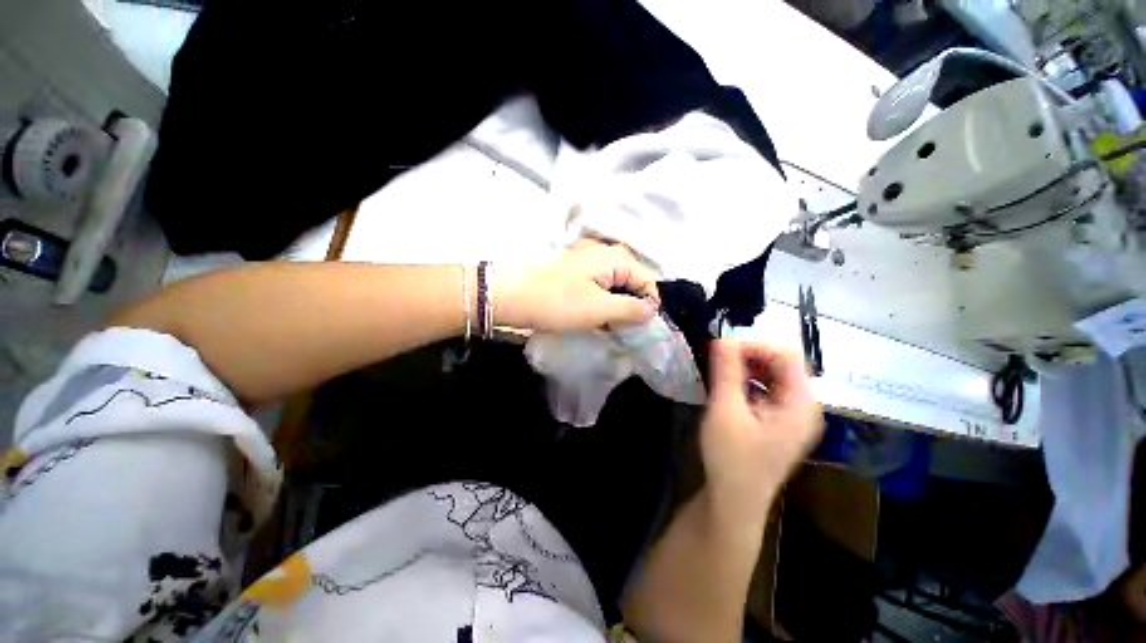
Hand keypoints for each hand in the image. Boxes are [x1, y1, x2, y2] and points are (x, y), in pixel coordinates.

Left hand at [496, 241, 659, 332]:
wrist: (512, 297)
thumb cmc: (558, 303)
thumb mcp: (600, 309)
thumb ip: (632, 309)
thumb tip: (652, 311)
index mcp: (615, 258)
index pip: (648, 281)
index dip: (648, 305)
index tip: (638, 328)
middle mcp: (605, 254)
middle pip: (633, 282)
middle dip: (632, 306)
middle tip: (622, 328)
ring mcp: (589, 263)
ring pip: (616, 286)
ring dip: (617, 307)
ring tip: (608, 325)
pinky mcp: (576, 274)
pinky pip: (600, 288)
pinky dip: (603, 303)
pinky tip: (595, 317)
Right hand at [699, 340, 823, 530]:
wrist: (733, 502)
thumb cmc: (731, 458)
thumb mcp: (725, 411)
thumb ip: (727, 371)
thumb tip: (722, 338)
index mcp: (801, 403)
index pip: (785, 354)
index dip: (753, 346)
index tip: (720, 351)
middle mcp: (804, 405)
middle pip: (781, 363)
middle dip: (748, 356)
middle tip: (717, 361)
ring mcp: (793, 415)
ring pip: (773, 375)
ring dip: (746, 368)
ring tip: (719, 372)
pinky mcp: (779, 422)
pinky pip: (766, 389)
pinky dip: (747, 381)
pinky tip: (727, 388)